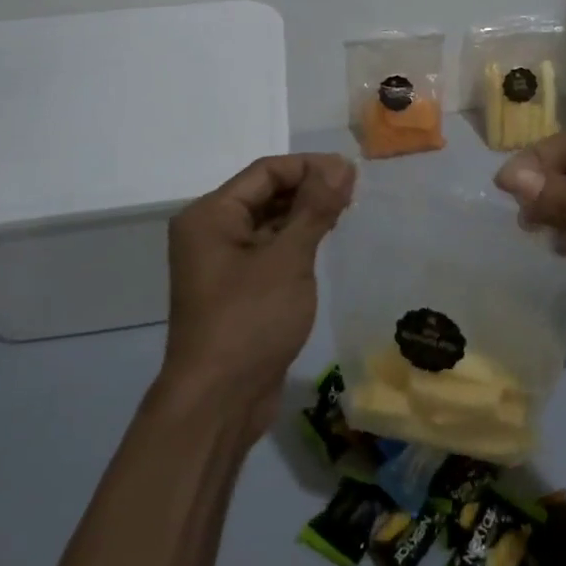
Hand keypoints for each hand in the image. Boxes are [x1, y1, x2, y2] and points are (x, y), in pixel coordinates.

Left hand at [164, 153, 355, 446]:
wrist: (219, 401)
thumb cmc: (250, 320)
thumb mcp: (288, 258)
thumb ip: (315, 207)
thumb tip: (341, 164)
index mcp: (211, 215)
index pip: (266, 172)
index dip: (310, 167)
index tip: (352, 173)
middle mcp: (210, 232)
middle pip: (265, 193)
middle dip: (309, 189)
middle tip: (355, 193)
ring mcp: (222, 263)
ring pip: (269, 223)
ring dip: (305, 215)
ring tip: (347, 213)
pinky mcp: (237, 289)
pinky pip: (269, 250)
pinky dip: (296, 242)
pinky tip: (325, 243)